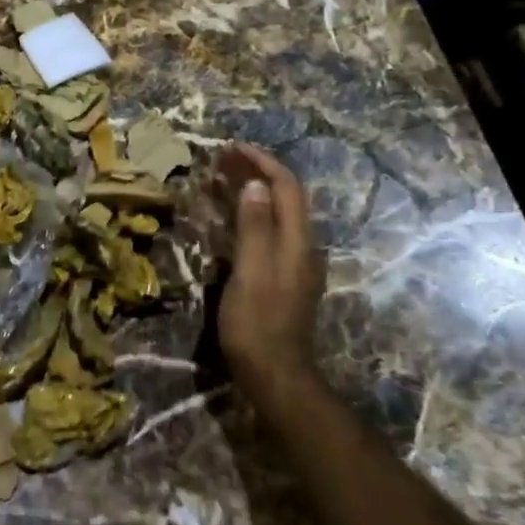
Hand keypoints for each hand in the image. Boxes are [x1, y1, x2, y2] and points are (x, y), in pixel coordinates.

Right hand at [216, 143, 324, 390]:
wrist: (276, 377)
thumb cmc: (257, 325)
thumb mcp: (251, 273)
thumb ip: (255, 227)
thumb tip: (255, 185)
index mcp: (297, 242)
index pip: (286, 187)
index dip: (262, 162)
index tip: (232, 147)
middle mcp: (302, 247)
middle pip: (284, 197)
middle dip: (256, 172)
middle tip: (222, 158)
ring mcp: (295, 263)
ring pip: (277, 213)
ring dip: (253, 190)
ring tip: (221, 178)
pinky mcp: (283, 277)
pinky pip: (270, 231)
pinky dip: (250, 213)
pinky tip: (231, 217)